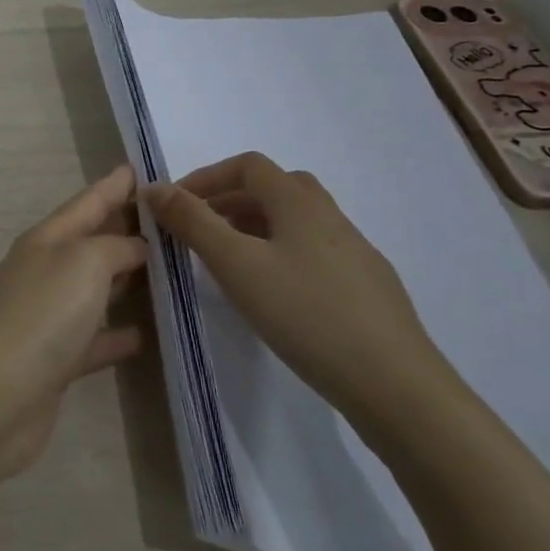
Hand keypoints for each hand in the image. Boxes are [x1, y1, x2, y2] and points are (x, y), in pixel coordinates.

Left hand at [0, 166, 148, 486]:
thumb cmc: (38, 317)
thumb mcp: (82, 263)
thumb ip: (114, 247)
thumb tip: (135, 245)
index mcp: (44, 242)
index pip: (86, 204)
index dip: (113, 185)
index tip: (139, 167)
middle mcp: (42, 273)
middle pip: (90, 244)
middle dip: (124, 228)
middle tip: (169, 219)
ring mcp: (45, 319)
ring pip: (93, 290)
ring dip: (125, 280)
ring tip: (169, 272)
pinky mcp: (54, 363)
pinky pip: (94, 340)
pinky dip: (119, 334)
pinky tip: (148, 334)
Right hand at [142, 153, 463, 433]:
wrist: (395, 385)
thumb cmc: (305, 313)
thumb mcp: (236, 264)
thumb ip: (192, 222)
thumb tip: (154, 186)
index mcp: (300, 203)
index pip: (248, 165)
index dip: (206, 177)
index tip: (174, 205)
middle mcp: (331, 217)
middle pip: (274, 188)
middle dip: (229, 200)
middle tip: (198, 229)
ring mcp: (355, 252)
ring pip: (295, 221)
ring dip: (254, 226)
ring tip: (227, 261)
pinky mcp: (366, 287)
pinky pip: (313, 251)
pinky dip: (279, 253)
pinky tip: (273, 293)